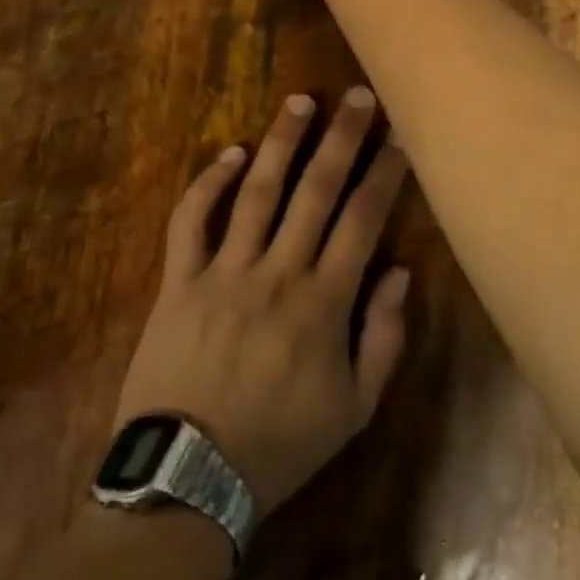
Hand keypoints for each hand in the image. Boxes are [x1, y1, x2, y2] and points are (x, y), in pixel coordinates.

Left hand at [112, 88, 411, 514]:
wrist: (187, 482)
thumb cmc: (280, 446)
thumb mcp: (354, 410)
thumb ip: (383, 338)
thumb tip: (400, 272)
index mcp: (324, 302)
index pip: (363, 219)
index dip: (385, 173)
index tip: (400, 135)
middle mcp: (278, 272)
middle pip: (316, 190)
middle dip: (342, 138)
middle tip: (359, 96)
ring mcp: (224, 272)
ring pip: (257, 192)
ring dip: (281, 142)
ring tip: (301, 101)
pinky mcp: (179, 282)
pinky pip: (191, 222)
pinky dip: (208, 183)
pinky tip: (231, 153)